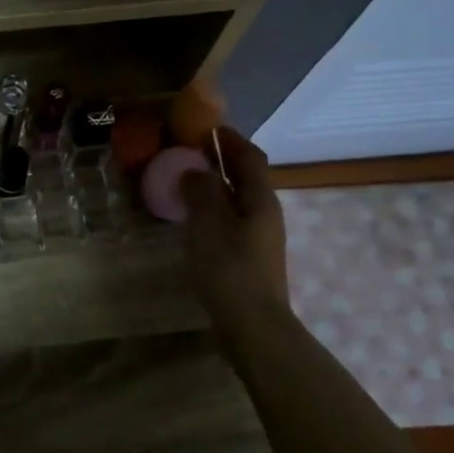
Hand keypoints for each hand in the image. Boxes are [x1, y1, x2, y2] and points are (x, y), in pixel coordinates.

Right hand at [180, 127, 290, 333]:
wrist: (253, 325)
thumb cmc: (229, 268)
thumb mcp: (208, 223)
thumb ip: (201, 191)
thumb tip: (195, 170)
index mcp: (260, 199)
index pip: (250, 156)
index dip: (230, 139)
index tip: (206, 127)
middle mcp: (265, 213)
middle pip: (247, 176)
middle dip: (223, 160)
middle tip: (191, 151)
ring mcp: (260, 237)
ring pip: (239, 199)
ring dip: (217, 185)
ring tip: (188, 181)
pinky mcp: (250, 257)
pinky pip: (231, 220)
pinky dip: (215, 209)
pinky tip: (195, 220)